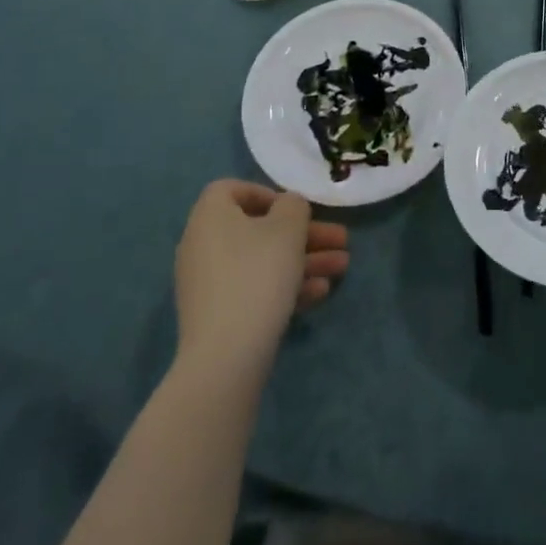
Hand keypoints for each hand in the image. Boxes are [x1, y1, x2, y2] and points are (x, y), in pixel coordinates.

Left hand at [173, 180, 348, 370]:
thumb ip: (294, 206)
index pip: (232, 189)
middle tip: (340, 239)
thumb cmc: (258, 274)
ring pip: (262, 261)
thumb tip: (288, 207)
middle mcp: (203, 245)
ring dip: (303, 260)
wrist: (226, 355)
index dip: (268, 194)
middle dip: (304, 234)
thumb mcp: (288, 227)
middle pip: (258, 229)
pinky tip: (320, 293)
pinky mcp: (217, 315)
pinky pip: (254, 289)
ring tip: (342, 267)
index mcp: (210, 216)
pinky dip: (285, 286)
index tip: (296, 210)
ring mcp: (208, 283)